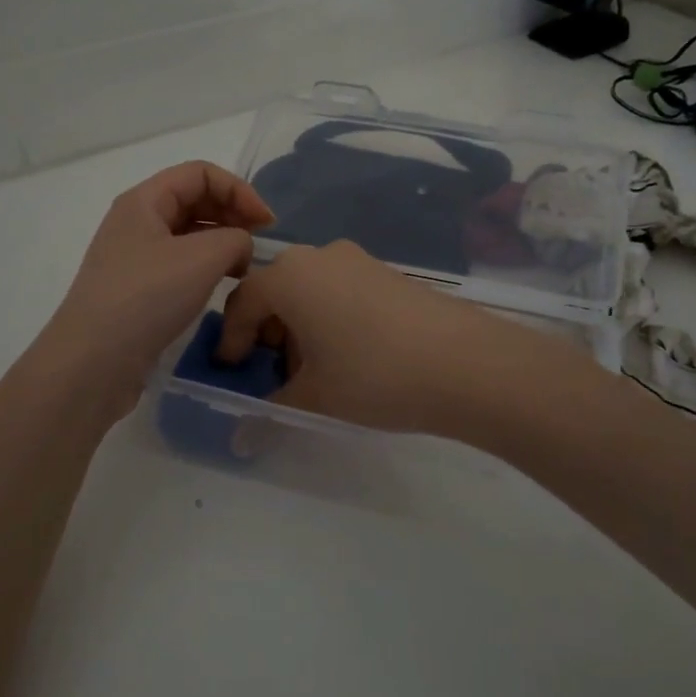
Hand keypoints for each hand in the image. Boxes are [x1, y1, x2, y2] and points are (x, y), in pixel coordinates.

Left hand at [41, 162, 273, 421]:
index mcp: (144, 201)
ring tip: (244, 269)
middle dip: (231, 214)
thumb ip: (236, 238)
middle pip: (193, 199)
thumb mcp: (203, 258)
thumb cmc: (147, 298)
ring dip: (221, 242)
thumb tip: (239, 246)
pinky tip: (221, 287)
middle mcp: (136, 222)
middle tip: (259, 244)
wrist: (93, 362)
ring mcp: (134, 257)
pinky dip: (206, 267)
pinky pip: (180, 264)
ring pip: (188, 234)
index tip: (266, 224)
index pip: (200, 173)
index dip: (239, 190)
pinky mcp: (138, 289)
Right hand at [214, 240, 514, 434]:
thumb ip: (270, 411)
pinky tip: (349, 357)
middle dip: (267, 334)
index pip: (242, 303)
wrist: (465, 363)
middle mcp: (319, 257)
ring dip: (299, 328)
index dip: (230, 340)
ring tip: (314, 373)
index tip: (231, 372)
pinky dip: (329, 319)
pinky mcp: (387, 273)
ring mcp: (357, 260)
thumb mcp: (315, 397)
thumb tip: (241, 439)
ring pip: (310, 291)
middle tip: (273, 376)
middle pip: (276, 292)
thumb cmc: (373, 375)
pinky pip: (340, 291)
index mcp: (289, 277)